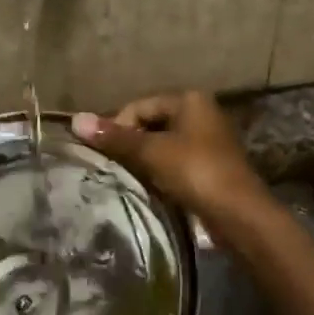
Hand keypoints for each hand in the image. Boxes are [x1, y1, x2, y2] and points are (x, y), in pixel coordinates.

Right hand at [72, 93, 271, 237]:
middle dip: (130, 144)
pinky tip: (149, 188)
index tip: (104, 153)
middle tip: (112, 167)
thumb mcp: (151, 152)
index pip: (138, 106)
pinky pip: (174, 162)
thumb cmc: (195, 172)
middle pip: (150, 124)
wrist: (238, 214)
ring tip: (127, 178)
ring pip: (161, 145)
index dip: (117, 127)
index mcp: (189, 100)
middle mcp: (200, 114)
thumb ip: (115, 137)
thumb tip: (75, 120)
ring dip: (143, 160)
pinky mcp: (208, 167)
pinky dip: (159, 172)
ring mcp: (207, 141)